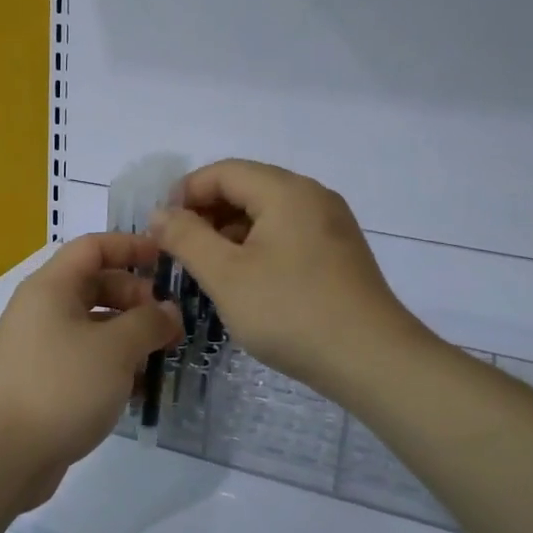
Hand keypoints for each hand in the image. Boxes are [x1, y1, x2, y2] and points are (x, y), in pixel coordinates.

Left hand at [0, 233, 181, 507]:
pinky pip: (84, 359)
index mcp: (51, 287)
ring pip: (93, 326)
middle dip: (136, 298)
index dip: (130, 246)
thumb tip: (167, 312)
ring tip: (162, 357)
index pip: (93, 247)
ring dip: (129, 336)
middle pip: (95, 286)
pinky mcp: (43, 382)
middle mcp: (42, 310)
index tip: (166, 259)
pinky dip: (112, 366)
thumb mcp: (115, 348)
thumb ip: (148, 322)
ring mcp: (40, 348)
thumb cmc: (61, 386)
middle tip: (170, 324)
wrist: (1, 455)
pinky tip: (138, 390)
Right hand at [151, 160, 426, 397]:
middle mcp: (312, 196)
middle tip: (179, 250)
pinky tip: (245, 281)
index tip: (160, 229)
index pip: (223, 172)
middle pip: (247, 188)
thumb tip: (159, 213)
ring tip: (207, 269)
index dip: (185, 193)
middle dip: (206, 214)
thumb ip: (186, 238)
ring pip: (267, 213)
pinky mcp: (339, 253)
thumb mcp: (226, 275)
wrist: (372, 360)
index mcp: (286, 191)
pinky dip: (257, 247)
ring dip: (230, 232)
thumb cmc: (291, 312)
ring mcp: (331, 225)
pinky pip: (287, 234)